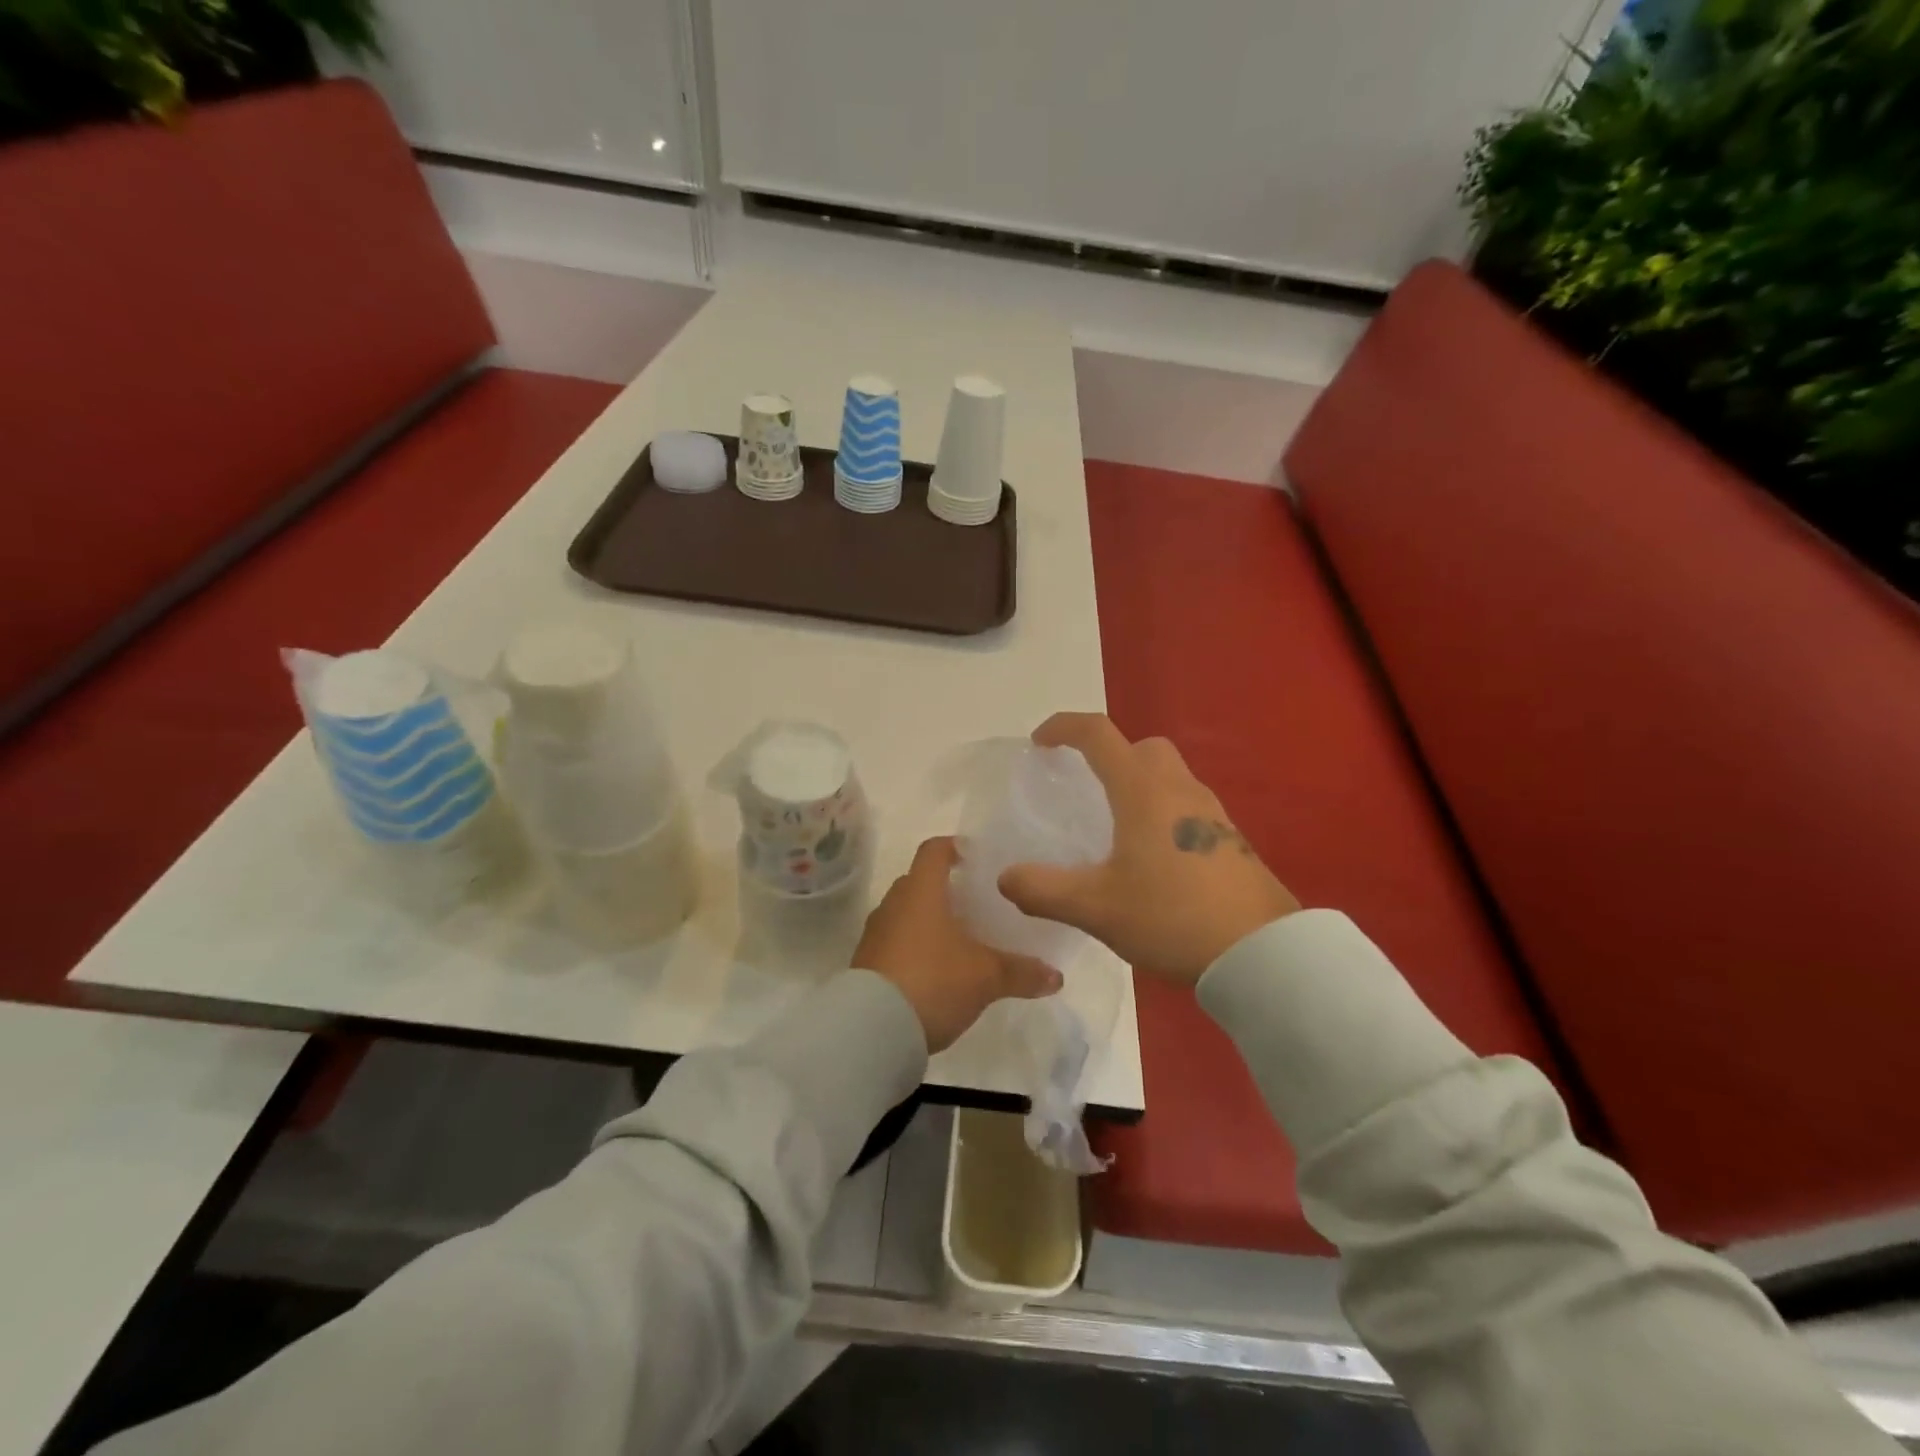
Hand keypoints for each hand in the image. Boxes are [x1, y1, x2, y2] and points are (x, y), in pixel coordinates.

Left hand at [855, 837, 1062, 1052]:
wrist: (872, 1029)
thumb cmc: (933, 981)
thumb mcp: (986, 977)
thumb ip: (1021, 972)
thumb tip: (1056, 977)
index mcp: (921, 890)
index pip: (935, 850)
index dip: (956, 847)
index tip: (978, 857)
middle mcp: (894, 903)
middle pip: (921, 882)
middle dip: (948, 889)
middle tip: (978, 904)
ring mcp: (876, 934)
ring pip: (907, 914)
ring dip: (931, 921)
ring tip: (962, 939)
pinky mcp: (867, 963)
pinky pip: (896, 942)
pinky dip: (916, 948)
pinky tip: (939, 971)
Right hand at [998, 713, 1299, 984]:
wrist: (1261, 953)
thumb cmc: (1172, 917)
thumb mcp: (1096, 908)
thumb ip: (1043, 891)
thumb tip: (1005, 878)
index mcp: (1143, 791)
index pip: (1098, 735)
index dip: (1064, 728)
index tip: (1040, 743)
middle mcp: (1179, 790)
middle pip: (1142, 747)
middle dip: (1110, 755)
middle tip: (1087, 787)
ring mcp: (1212, 813)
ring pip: (1170, 776)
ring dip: (1139, 784)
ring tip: (1116, 828)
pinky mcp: (1231, 840)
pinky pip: (1188, 807)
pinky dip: (1163, 812)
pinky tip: (1153, 859)